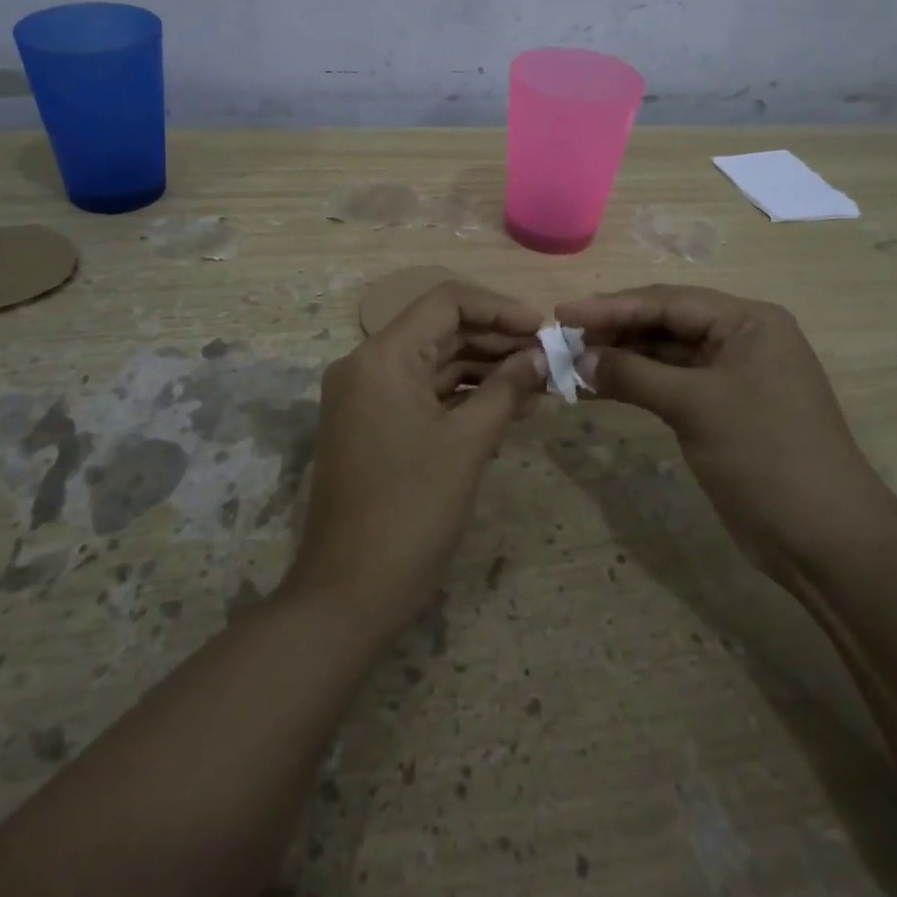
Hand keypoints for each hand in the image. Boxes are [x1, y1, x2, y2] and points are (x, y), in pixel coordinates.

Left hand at [285, 282, 546, 637]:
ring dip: (483, 371)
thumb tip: (541, 356)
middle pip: (440, 331)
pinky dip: (461, 398)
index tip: (543, 329)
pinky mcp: (372, 426)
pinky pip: (423, 395)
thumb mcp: (467, 445)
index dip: (499, 309)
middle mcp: (367, 365)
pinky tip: (507, 409)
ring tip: (538, 387)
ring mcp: (366, 397)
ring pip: (434, 364)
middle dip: (496, 341)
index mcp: (382, 356)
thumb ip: (506, 390)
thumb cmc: (410, 511)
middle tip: (548, 360)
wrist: (348, 594)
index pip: (446, 303)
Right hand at [555, 284, 896, 586]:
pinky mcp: (720, 410)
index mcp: (748, 322)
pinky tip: (598, 388)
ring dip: (620, 359)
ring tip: (570, 363)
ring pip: (664, 355)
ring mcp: (730, 376)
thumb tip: (579, 357)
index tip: (562, 313)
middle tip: (561, 339)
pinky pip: (669, 384)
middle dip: (614, 330)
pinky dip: (635, 385)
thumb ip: (634, 374)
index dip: (612, 306)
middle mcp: (740, 339)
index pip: (668, 302)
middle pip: (665, 323)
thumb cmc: (765, 455)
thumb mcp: (696, 406)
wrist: (824, 540)